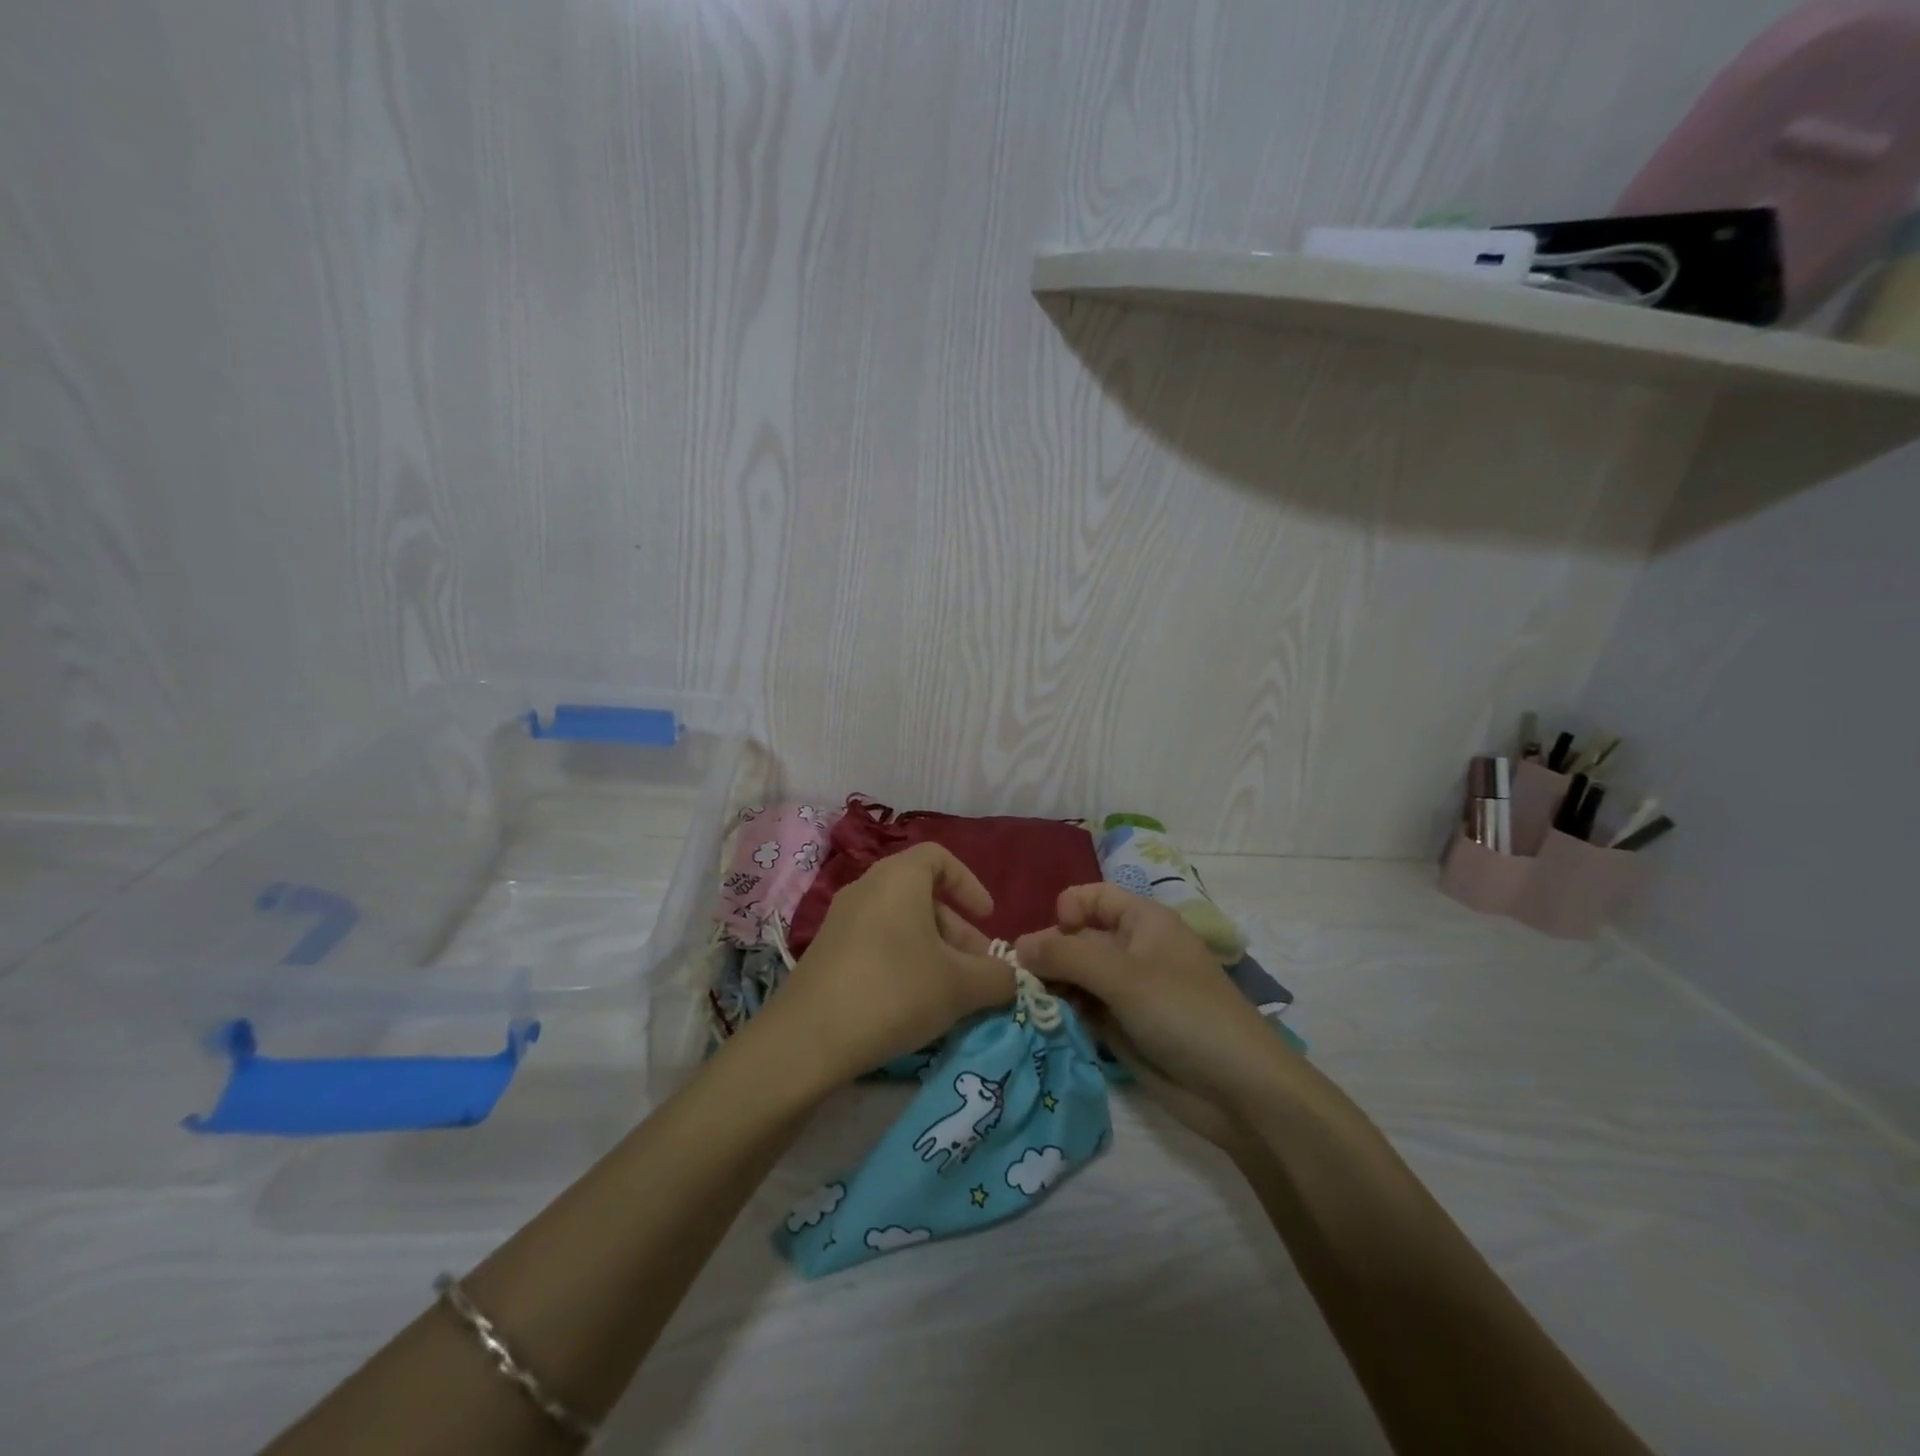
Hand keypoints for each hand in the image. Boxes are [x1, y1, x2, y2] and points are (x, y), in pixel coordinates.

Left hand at [754, 843, 1015, 1088]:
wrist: (808, 1038)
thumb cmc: (896, 991)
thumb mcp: (961, 987)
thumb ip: (998, 977)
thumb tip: (1012, 977)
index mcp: (899, 877)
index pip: (939, 857)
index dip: (969, 884)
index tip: (987, 919)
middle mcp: (867, 887)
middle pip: (922, 894)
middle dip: (957, 930)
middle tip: (977, 969)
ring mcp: (841, 919)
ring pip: (899, 922)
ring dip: (932, 949)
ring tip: (950, 992)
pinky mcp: (825, 952)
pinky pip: (875, 942)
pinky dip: (902, 961)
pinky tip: (912, 1004)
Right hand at [1015, 885, 1279, 1123]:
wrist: (1239, 1091)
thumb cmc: (1184, 1013)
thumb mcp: (1123, 976)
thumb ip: (1067, 955)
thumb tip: (1018, 945)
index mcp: (1143, 922)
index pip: (1093, 897)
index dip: (1067, 910)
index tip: (1050, 940)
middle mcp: (1133, 951)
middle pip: (1079, 939)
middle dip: (1049, 954)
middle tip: (1017, 982)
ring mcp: (1127, 993)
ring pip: (1077, 978)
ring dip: (1052, 987)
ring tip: (1024, 1006)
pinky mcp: (1123, 1029)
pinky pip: (1084, 1011)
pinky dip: (1063, 1015)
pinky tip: (1042, 1025)